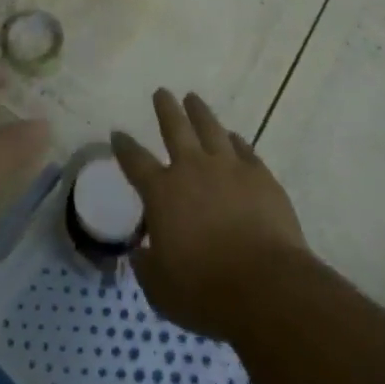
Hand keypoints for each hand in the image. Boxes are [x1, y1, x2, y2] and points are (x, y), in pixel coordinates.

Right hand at [112, 89, 308, 341]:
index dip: (124, 146)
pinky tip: (233, 137)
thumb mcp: (161, 290)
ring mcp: (229, 168)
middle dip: (166, 108)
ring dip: (200, 112)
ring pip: (210, 128)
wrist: (266, 288)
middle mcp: (193, 169)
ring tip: (193, 99)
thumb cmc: (205, 292)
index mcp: (162, 193)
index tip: (118, 133)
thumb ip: (147, 267)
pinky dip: (235, 141)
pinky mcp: (261, 176)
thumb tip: (141, 253)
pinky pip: (244, 149)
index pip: (135, 161)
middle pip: (175, 127)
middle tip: (162, 92)